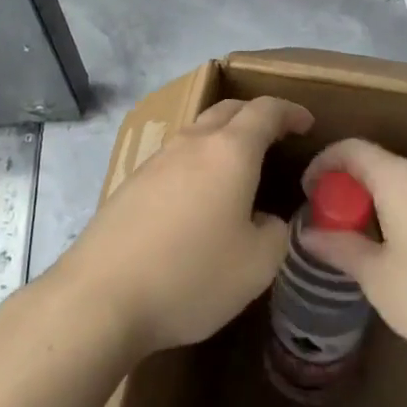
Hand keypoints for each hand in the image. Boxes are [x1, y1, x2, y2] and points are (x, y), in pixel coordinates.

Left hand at [52, 96, 310, 357]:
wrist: (100, 297)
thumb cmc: (190, 275)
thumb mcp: (256, 266)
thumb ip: (277, 233)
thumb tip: (269, 220)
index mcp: (230, 150)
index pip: (266, 110)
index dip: (290, 112)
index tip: (306, 123)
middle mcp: (193, 142)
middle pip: (230, 109)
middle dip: (257, 115)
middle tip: (277, 136)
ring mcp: (158, 159)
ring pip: (199, 130)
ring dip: (225, 136)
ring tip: (239, 166)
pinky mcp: (132, 182)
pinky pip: (177, 156)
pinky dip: (199, 160)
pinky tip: (199, 197)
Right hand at [299, 139, 406, 370]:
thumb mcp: (377, 276)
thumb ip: (340, 248)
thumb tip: (308, 233)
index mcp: (399, 176)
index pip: (352, 149)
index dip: (324, 163)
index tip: (308, 190)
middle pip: (377, 164)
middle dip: (348, 187)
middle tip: (330, 221)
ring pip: (401, 182)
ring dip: (375, 201)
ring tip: (361, 239)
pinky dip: (400, 210)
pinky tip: (400, 250)